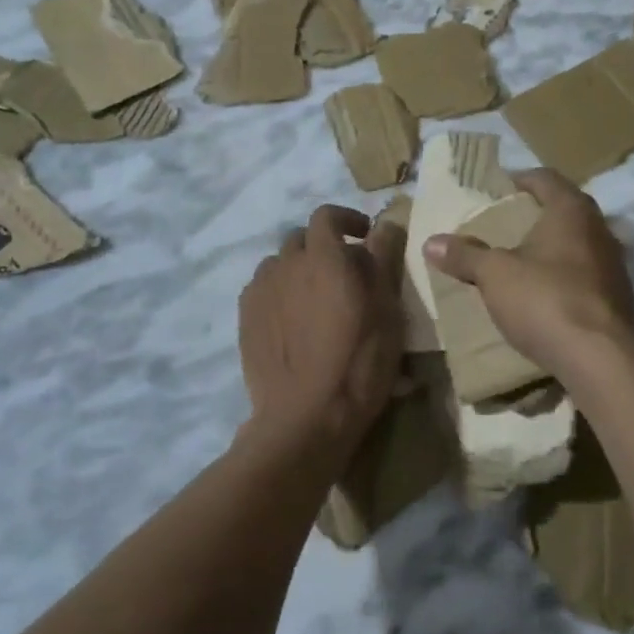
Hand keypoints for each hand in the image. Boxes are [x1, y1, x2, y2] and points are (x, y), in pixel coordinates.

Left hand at [239, 204, 404, 459]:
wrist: (305, 418)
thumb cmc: (358, 361)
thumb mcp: (387, 309)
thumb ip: (384, 259)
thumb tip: (385, 223)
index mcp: (323, 257)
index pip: (327, 216)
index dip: (346, 219)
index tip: (365, 235)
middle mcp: (286, 265)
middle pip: (301, 239)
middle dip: (324, 246)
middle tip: (346, 273)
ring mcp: (260, 292)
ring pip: (280, 265)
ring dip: (299, 269)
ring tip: (316, 298)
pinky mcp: (245, 319)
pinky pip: (263, 290)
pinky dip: (280, 292)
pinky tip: (293, 321)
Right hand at [422, 170, 633, 376]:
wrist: (601, 359)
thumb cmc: (545, 299)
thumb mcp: (495, 275)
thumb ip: (465, 255)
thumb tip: (431, 242)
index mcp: (571, 210)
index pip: (546, 178)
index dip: (520, 179)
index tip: (498, 190)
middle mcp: (599, 228)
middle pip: (565, 209)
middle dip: (535, 214)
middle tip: (505, 225)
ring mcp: (614, 263)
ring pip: (578, 242)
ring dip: (552, 247)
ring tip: (521, 260)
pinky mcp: (619, 296)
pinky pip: (586, 274)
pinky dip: (565, 275)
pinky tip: (545, 293)